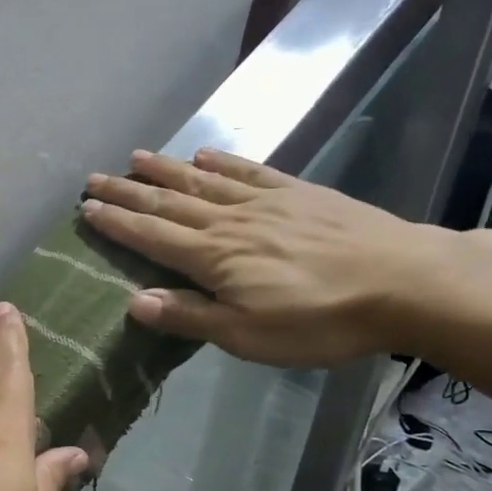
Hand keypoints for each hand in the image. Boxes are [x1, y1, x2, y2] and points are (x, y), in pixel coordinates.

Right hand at [79, 148, 451, 366]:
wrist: (404, 282)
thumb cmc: (320, 320)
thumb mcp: (247, 335)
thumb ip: (190, 316)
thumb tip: (134, 302)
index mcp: (213, 258)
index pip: (151, 235)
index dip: (117, 223)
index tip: (87, 208)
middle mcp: (229, 222)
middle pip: (168, 202)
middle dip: (128, 191)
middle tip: (94, 178)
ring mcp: (265, 202)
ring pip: (202, 182)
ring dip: (165, 170)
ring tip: (135, 157)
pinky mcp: (299, 194)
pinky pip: (249, 172)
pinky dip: (222, 163)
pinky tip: (205, 155)